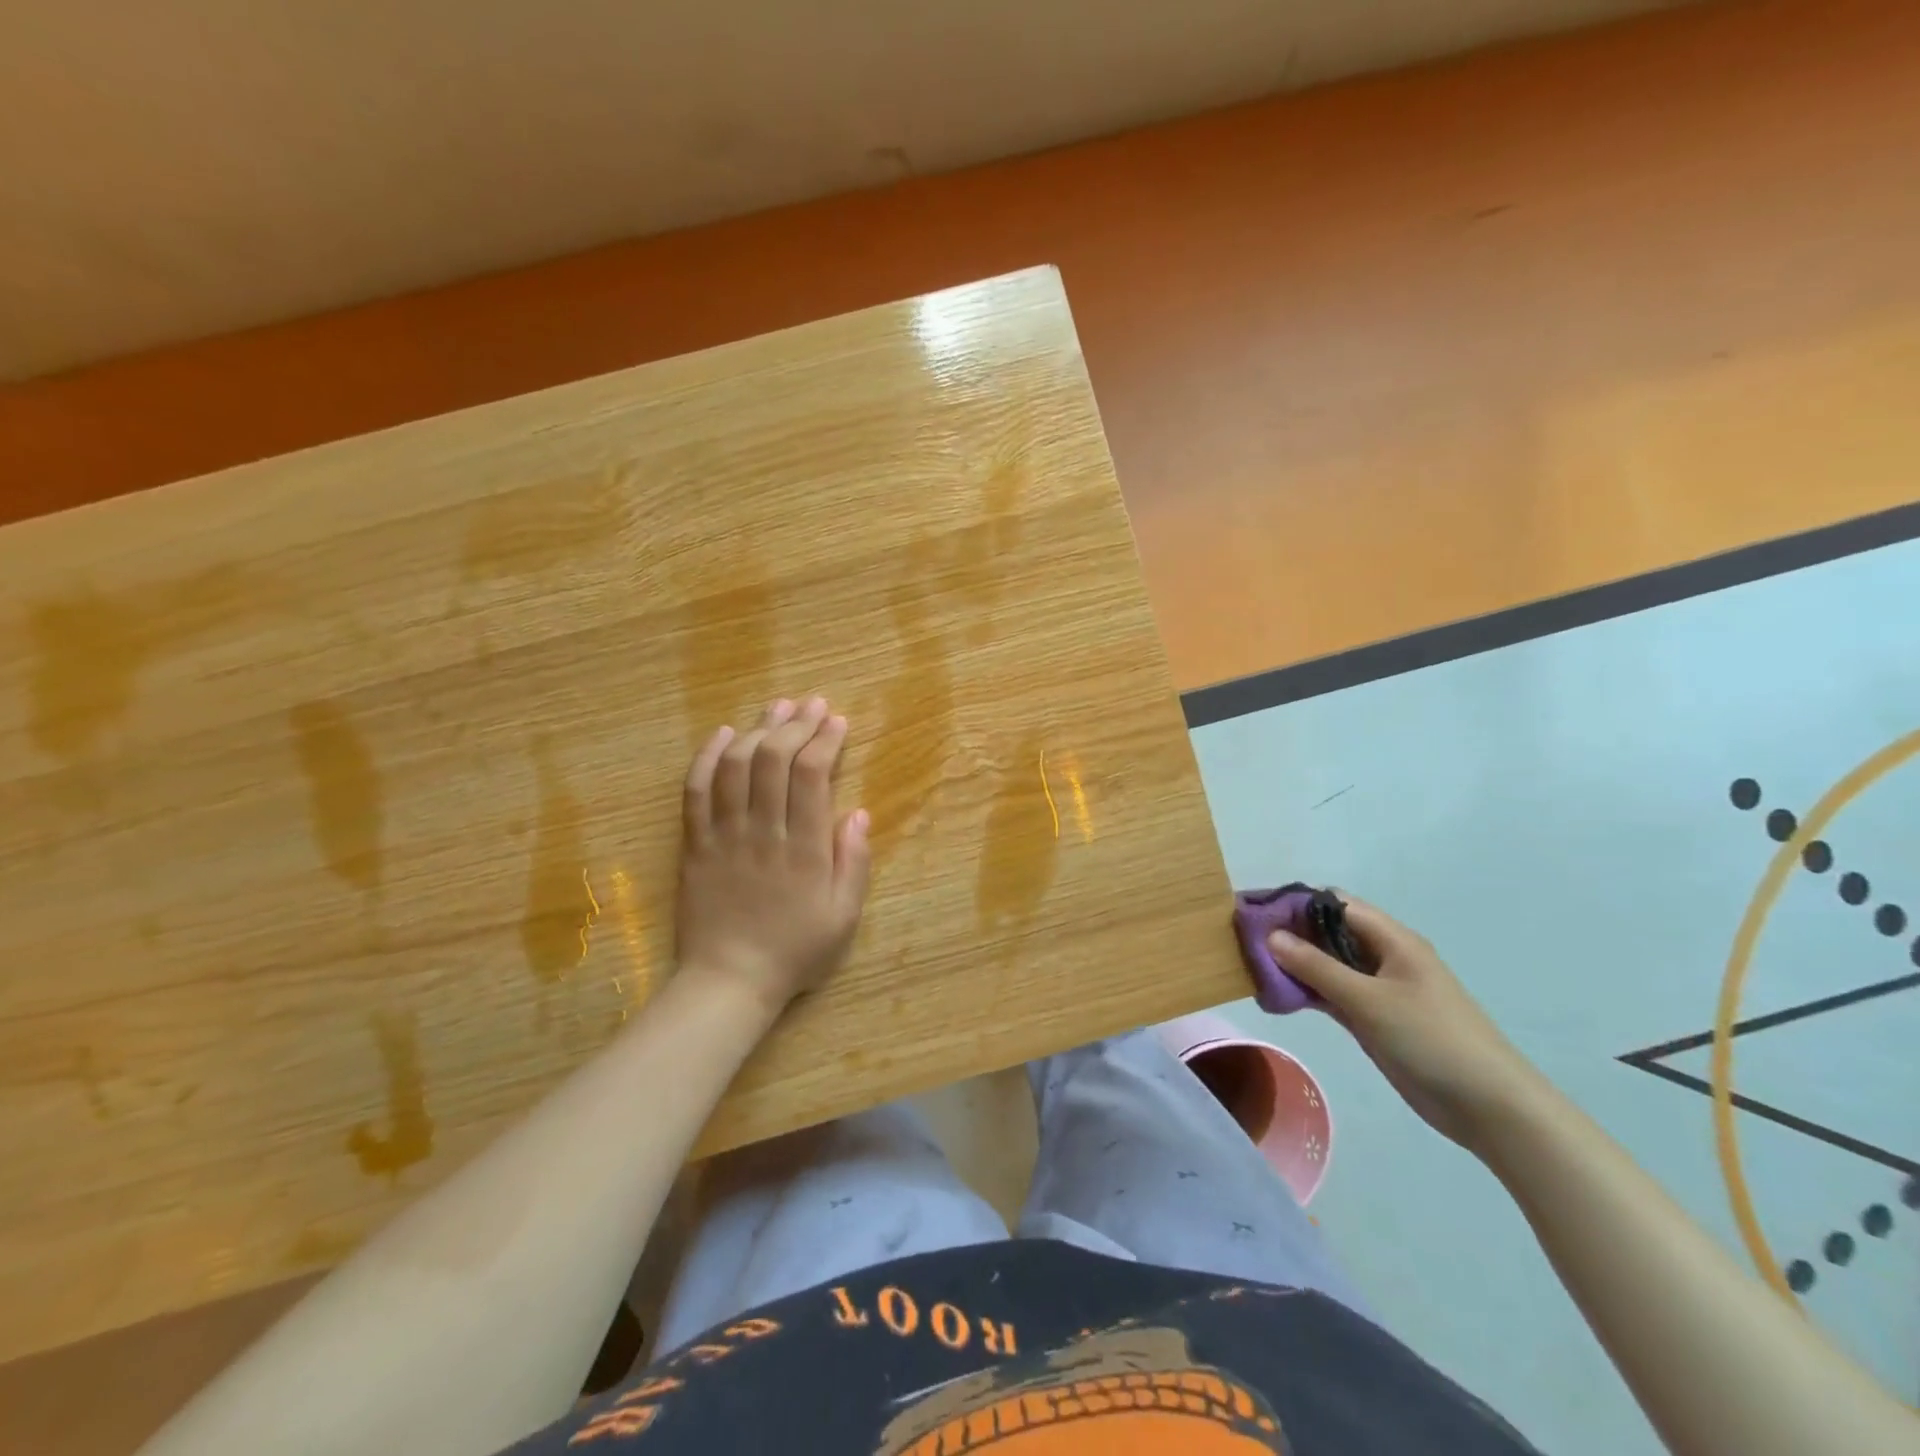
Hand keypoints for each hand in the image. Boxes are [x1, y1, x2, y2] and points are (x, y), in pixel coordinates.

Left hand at [676, 697, 870, 1017]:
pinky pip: (696, 791)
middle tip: (811, 704)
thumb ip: (853, 863)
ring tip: (776, 708)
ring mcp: (723, 836)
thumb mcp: (843, 917)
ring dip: (756, 730)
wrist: (728, 981)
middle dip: (795, 724)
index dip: (825, 740)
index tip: (837, 720)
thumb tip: (859, 813)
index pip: (812, 776)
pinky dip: (708, 757)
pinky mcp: (694, 844)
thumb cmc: (794, 951)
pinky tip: (723, 733)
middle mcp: (763, 832)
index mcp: (804, 850)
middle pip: (773, 761)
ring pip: (736, 767)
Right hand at [1268, 896, 1544, 1152]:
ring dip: (1294, 965)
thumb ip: (1317, 967)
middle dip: (1288, 934)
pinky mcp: (1374, 1019)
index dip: (1294, 903)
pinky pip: (1332, 994)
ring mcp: (1379, 989)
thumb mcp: (1369, 1000)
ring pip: (1327, 965)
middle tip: (1244, 942)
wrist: (1490, 1107)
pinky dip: (1306, 992)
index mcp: (1392, 939)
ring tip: (1252, 968)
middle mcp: (1383, 957)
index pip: (1334, 904)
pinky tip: (1276, 997)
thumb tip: (1271, 935)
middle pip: (1328, 932)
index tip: (1254, 913)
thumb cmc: (1432, 1039)